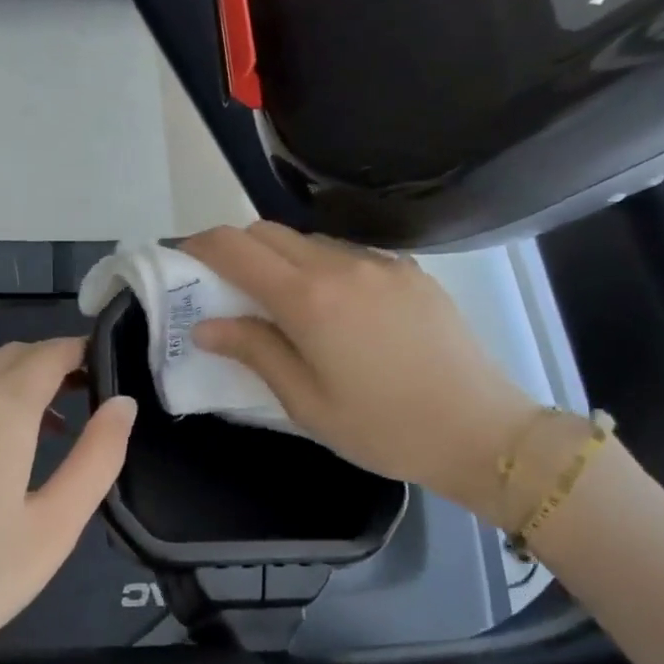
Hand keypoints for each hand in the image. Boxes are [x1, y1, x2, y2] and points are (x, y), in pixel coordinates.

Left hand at [0, 338, 136, 663]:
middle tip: (85, 397)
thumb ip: (97, 457)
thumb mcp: (54, 527)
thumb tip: (122, 404)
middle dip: (51, 365)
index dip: (82, 352)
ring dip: (14, 386)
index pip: (49, 354)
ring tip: (44, 430)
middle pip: (10, 357)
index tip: (107, 367)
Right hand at [182, 223, 538, 520]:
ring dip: (280, 258)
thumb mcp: (305, 401)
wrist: (481, 431)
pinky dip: (321, 267)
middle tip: (225, 287)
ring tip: (280, 303)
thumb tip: (206, 326)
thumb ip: (254, 351)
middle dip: (236, 249)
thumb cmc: (382, 428)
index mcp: (309, 299)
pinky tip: (333, 309)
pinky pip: (349, 254)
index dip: (200, 245)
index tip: (182, 259)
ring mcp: (381, 263)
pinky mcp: (410, 271)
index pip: (237, 248)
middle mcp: (342, 265)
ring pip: (309, 240)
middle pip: (269, 232)